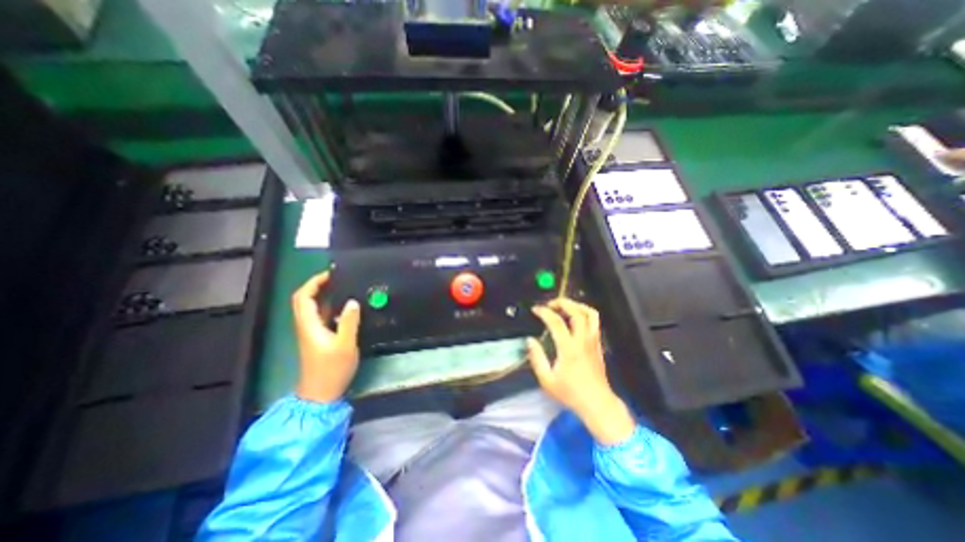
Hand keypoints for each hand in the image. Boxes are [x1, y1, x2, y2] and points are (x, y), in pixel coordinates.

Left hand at [289, 271, 361, 402]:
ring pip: (312, 307)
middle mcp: (307, 325)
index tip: (331, 274)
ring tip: (344, 287)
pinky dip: (329, 306)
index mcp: (309, 325)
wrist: (321, 393)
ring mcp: (312, 332)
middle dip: (317, 285)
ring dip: (323, 294)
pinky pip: (321, 315)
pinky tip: (345, 306)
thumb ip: (349, 322)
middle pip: (304, 300)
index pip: (303, 297)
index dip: (314, 282)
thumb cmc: (332, 369)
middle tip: (337, 278)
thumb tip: (352, 301)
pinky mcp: (319, 337)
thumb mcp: (345, 345)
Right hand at [524, 300, 638, 444]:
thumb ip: (537, 358)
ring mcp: (593, 341)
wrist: (597, 404)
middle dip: (562, 302)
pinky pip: (594, 322)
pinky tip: (575, 317)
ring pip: (590, 314)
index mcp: (569, 348)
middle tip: (550, 304)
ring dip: (577, 305)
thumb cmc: (570, 393)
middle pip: (577, 312)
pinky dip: (584, 313)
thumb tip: (530, 340)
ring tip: (565, 306)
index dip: (544, 312)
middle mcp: (583, 340)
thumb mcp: (547, 380)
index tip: (535, 309)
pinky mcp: (598, 344)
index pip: (556, 322)